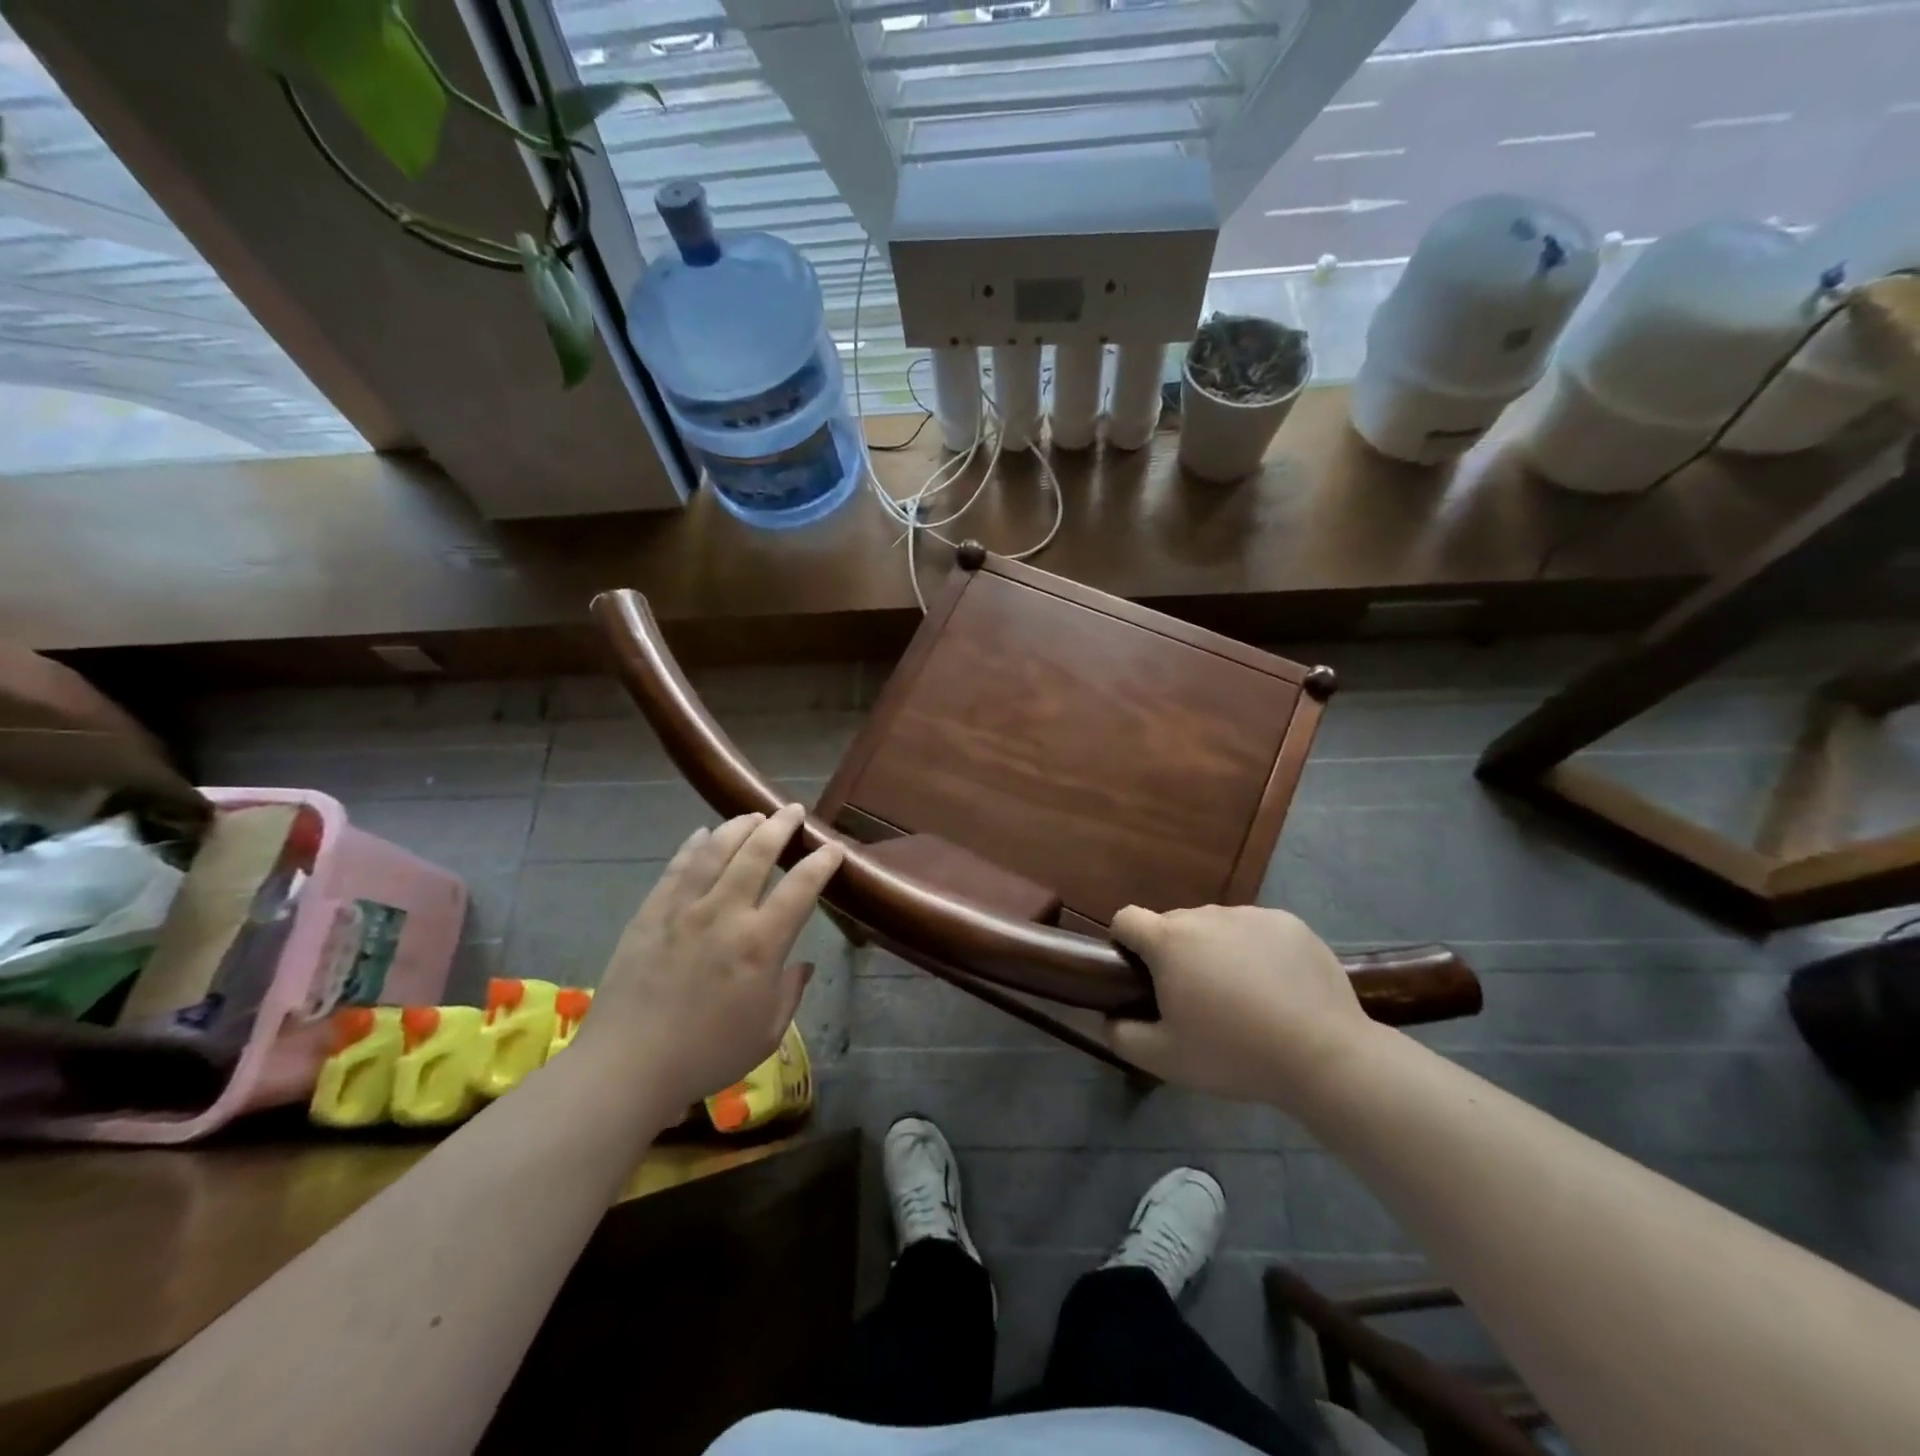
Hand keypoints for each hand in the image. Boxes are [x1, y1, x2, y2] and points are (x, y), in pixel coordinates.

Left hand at [585, 804, 843, 1110]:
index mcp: (761, 943)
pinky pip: (676, 868)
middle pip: (757, 853)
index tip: (832, 848)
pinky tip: (702, 834)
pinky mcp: (650, 914)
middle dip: (780, 826)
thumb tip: (803, 964)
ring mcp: (684, 909)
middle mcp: (725, 913)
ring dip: (739, 826)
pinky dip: (693, 846)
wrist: (627, 1066)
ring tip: (753, 815)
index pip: (801, 887)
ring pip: (715, 850)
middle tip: (793, 811)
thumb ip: (790, 991)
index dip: (821, 862)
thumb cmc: (707, 1055)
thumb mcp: (767, 1032)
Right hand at [1104, 904, 1372, 1109]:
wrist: (1324, 1055)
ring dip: (1217, 950)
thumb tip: (1107, 1018)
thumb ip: (1123, 1036)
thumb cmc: (1234, 1054)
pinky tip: (1278, 989)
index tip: (1140, 975)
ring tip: (1244, 997)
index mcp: (1169, 941)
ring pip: (1217, 927)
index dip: (1125, 943)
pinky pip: (1257, 930)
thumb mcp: (1166, 1059)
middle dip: (1175, 953)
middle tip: (1197, 999)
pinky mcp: (1289, 923)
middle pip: (1174, 925)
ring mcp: (1250, 915)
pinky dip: (1257, 951)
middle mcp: (1205, 915)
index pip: (1127, 919)